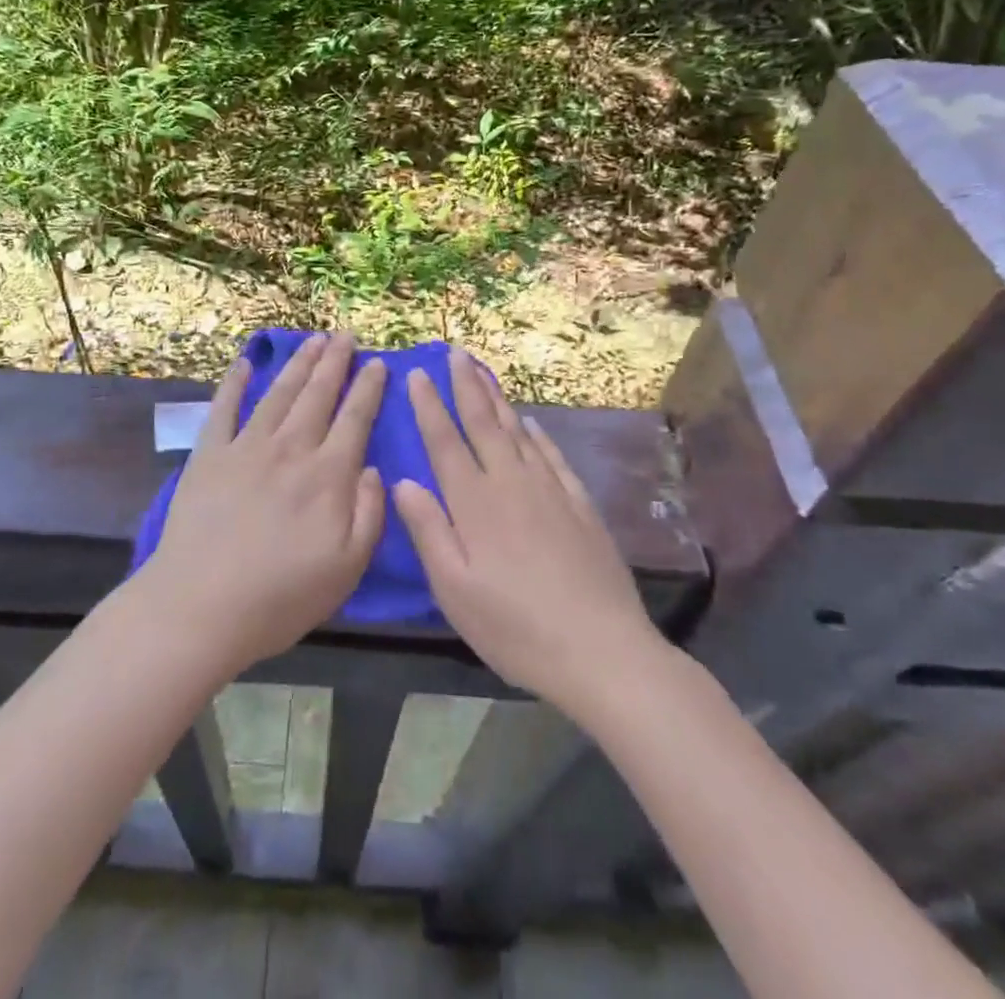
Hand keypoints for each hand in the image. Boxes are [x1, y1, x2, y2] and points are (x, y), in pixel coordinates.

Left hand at [141, 333, 386, 675]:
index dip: (368, 388)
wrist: (200, 607)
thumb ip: (370, 514)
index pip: (355, 419)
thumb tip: (375, 468)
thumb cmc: (281, 597)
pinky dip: (235, 383)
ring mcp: (246, 447)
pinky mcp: (209, 455)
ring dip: (298, 364)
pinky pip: (224, 408)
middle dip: (335, 362)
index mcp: (328, 476)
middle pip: (318, 395)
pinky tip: (246, 364)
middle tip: (346, 336)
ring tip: (313, 341)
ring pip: (279, 393)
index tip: (379, 363)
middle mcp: (290, 449)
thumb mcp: (347, 568)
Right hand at [393, 349, 658, 712]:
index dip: (429, 406)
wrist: (601, 650)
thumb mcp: (454, 590)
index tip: (417, 374)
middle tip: (455, 353)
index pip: (445, 442)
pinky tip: (532, 423)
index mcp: (475, 503)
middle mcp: (511, 484)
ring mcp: (550, 491)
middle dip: (466, 386)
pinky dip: (538, 434)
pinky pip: (553, 456)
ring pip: (518, 432)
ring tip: (484, 373)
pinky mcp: (580, 505)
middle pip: (484, 423)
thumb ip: (428, 530)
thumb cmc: (514, 627)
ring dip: (498, 399)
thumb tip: (403, 480)